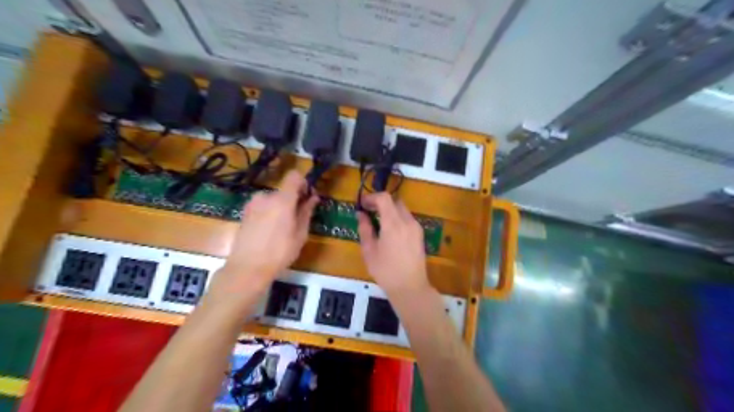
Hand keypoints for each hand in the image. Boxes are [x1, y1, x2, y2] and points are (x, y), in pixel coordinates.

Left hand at [214, 170, 317, 296]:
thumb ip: (306, 212)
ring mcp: (252, 204)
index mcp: (282, 200)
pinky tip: (270, 231)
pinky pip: (263, 206)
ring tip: (283, 228)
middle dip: (293, 199)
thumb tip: (313, 197)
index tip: (307, 197)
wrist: (247, 268)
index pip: (294, 175)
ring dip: (281, 207)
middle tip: (298, 219)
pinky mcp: (245, 212)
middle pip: (284, 189)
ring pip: (273, 199)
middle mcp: (266, 196)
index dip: (303, 182)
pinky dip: (270, 212)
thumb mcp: (300, 234)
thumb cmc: (279, 253)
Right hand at [356, 193, 431, 295]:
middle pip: (395, 201)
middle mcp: (407, 221)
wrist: (410, 287)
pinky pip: (408, 218)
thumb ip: (365, 229)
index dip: (372, 197)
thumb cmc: (386, 271)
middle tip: (369, 211)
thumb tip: (361, 214)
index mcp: (393, 224)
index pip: (384, 198)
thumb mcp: (369, 251)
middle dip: (381, 202)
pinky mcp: (420, 234)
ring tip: (379, 222)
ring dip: (390, 210)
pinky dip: (398, 218)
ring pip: (402, 209)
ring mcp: (416, 227)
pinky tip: (390, 232)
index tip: (362, 204)